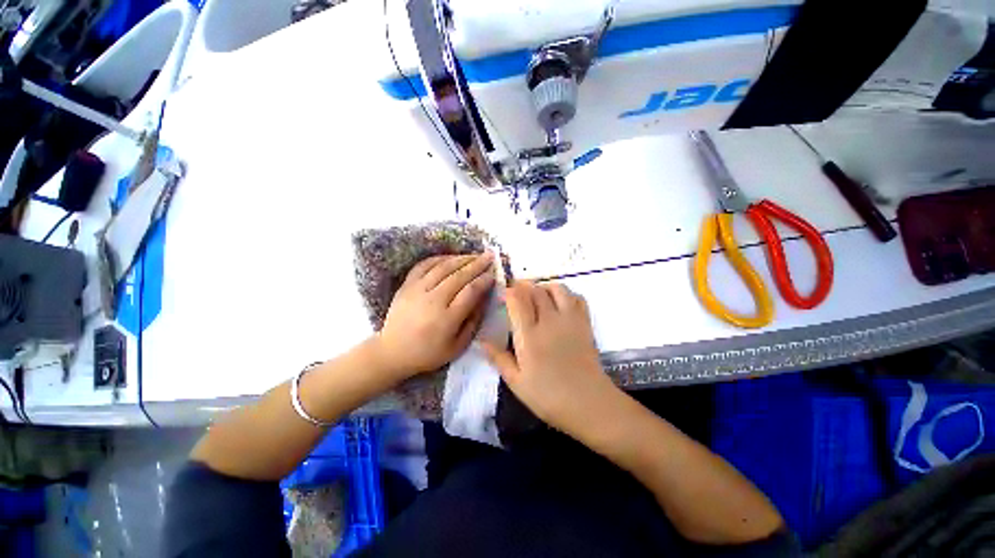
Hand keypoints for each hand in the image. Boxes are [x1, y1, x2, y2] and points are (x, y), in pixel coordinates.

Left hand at [373, 253, 494, 379]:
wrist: (392, 352)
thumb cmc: (428, 353)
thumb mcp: (457, 347)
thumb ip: (473, 322)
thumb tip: (483, 299)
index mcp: (447, 318)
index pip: (470, 291)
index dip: (484, 280)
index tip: (493, 274)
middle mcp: (433, 300)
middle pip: (459, 276)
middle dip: (477, 264)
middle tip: (489, 256)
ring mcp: (417, 290)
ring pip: (443, 267)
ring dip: (461, 259)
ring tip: (474, 255)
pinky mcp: (406, 285)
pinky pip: (423, 266)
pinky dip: (438, 259)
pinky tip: (450, 257)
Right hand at [481, 281, 618, 434]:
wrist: (589, 404)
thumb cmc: (548, 397)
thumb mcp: (516, 382)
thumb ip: (499, 358)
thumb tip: (482, 341)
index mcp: (529, 336)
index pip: (518, 300)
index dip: (509, 292)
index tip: (503, 294)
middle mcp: (549, 321)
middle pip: (535, 290)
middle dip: (523, 286)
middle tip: (516, 292)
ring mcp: (569, 320)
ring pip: (557, 289)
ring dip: (544, 286)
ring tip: (537, 295)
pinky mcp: (584, 323)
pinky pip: (577, 298)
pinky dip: (566, 294)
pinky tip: (560, 303)